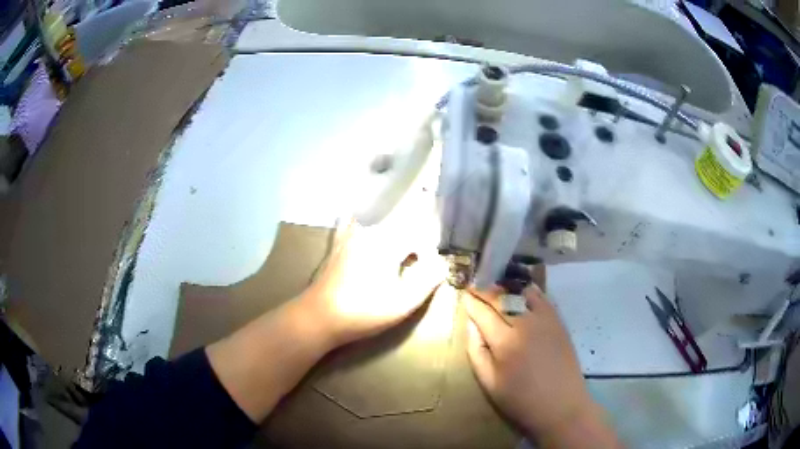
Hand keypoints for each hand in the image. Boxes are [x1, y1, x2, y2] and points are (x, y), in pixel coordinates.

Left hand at [298, 220, 446, 347]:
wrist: (320, 317)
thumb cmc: (364, 312)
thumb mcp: (403, 303)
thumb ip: (427, 281)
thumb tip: (442, 263)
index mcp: (388, 243)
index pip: (418, 236)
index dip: (428, 252)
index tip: (431, 269)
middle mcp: (370, 231)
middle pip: (400, 225)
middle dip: (413, 239)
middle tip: (418, 259)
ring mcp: (350, 236)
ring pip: (378, 223)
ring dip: (392, 228)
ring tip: (398, 245)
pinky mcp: (337, 245)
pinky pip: (350, 224)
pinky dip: (360, 222)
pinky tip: (362, 224)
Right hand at [465, 285, 617, 446]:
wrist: (561, 405)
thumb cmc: (521, 399)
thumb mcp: (489, 383)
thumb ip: (476, 351)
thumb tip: (471, 325)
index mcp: (505, 342)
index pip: (483, 312)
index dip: (471, 301)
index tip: (463, 293)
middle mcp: (525, 324)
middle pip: (501, 298)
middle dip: (485, 290)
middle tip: (475, 285)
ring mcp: (545, 320)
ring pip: (521, 293)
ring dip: (506, 287)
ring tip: (495, 286)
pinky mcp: (558, 321)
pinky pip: (542, 297)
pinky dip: (528, 290)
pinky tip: (521, 289)